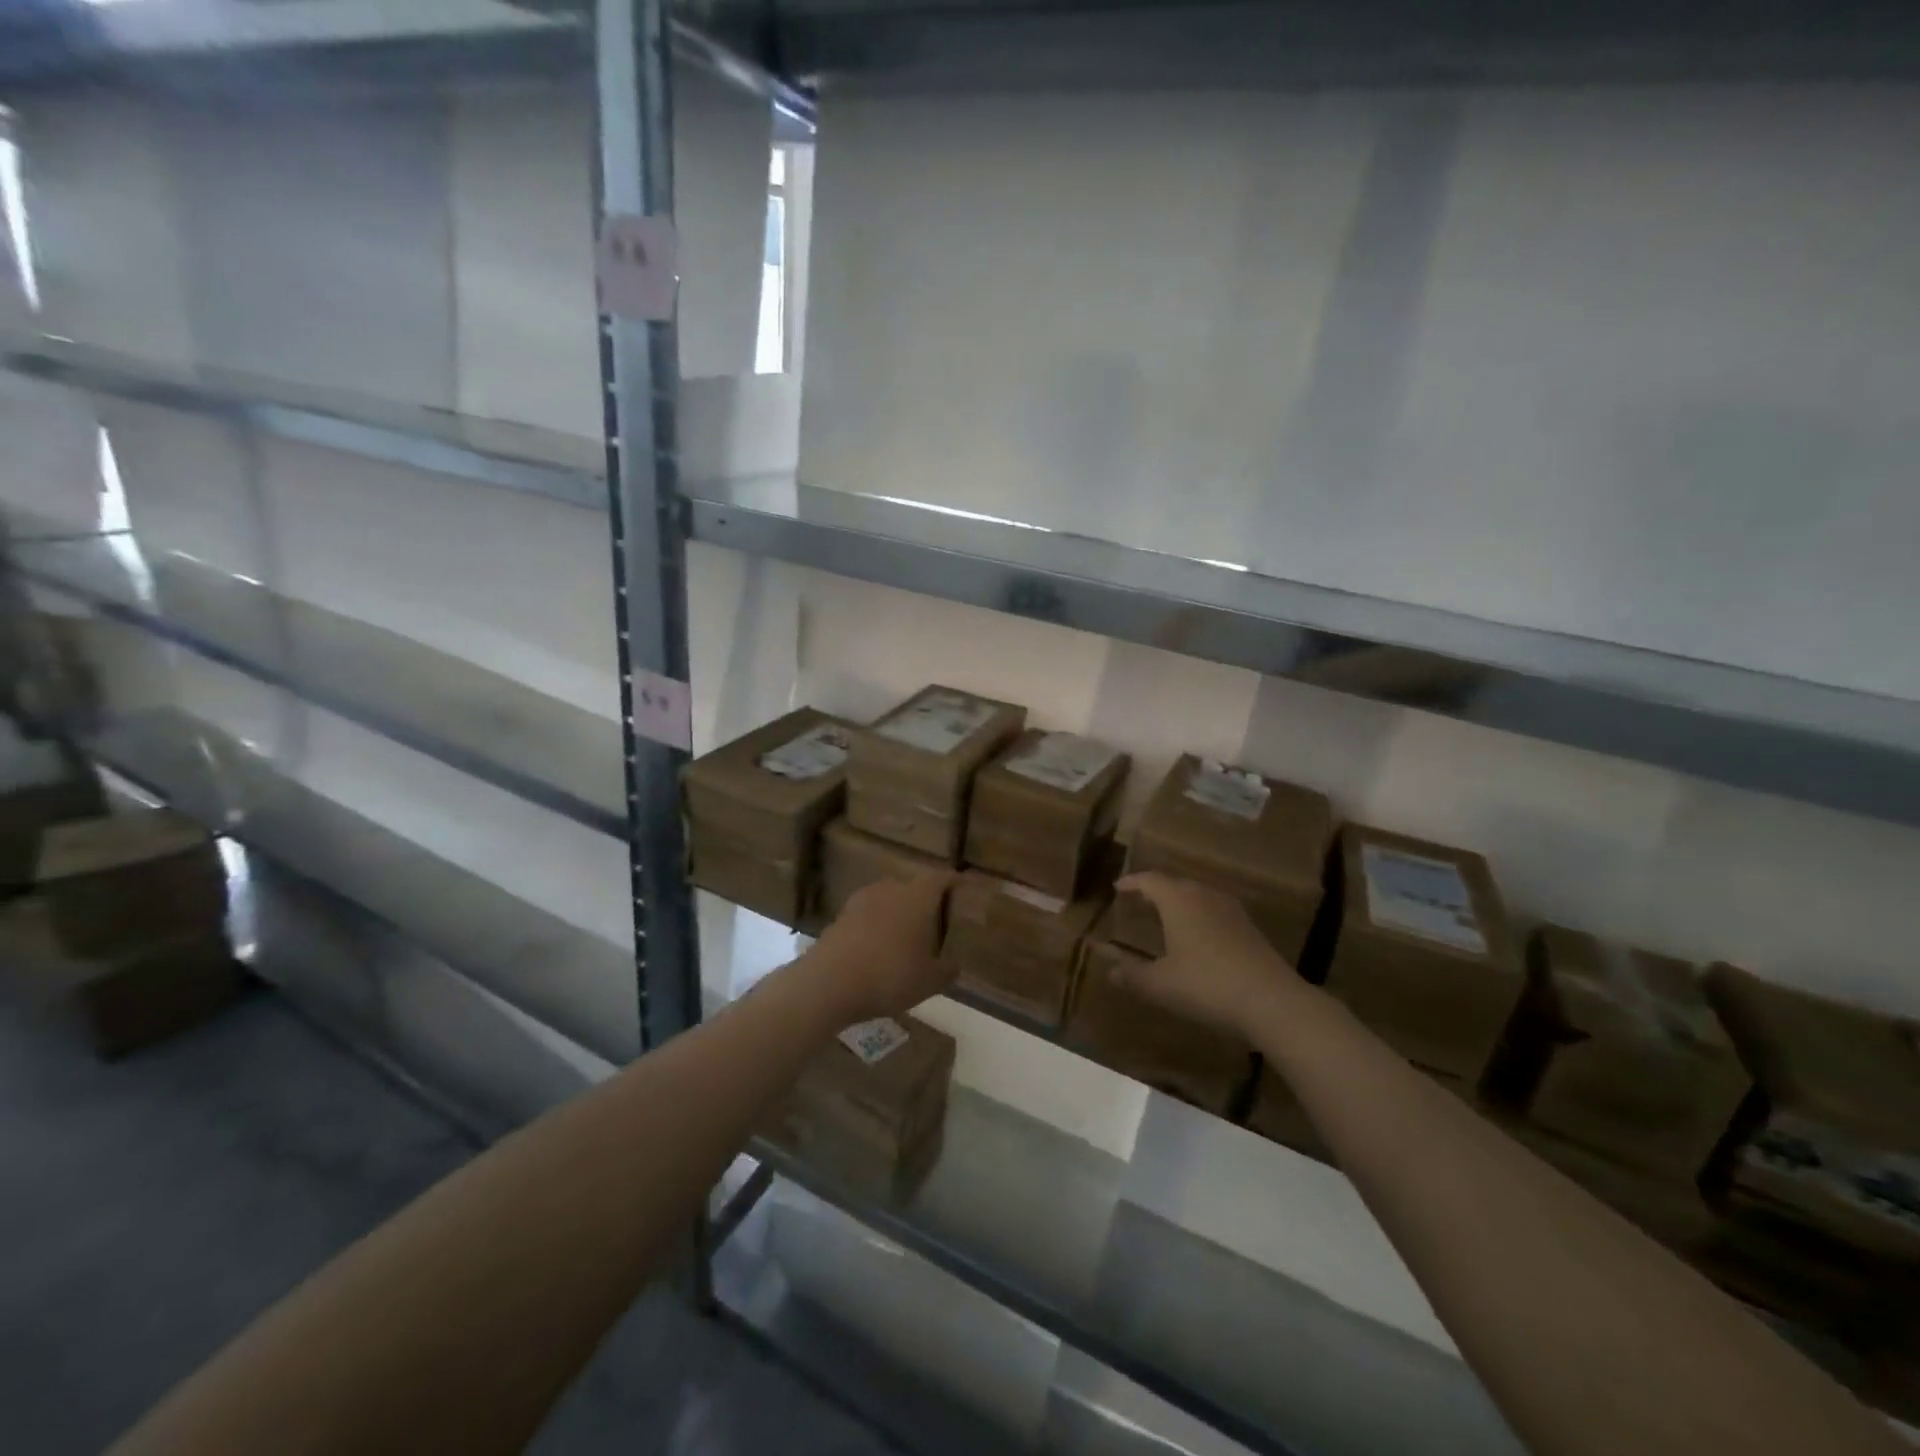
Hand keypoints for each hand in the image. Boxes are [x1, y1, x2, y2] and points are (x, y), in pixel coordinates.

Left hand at [805, 871, 958, 1024]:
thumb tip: (954, 965)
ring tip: (906, 938)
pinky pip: (867, 917)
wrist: (829, 983)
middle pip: (913, 888)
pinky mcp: (839, 917)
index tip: (964, 887)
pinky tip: (878, 951)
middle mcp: (890, 889)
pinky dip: (876, 928)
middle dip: (925, 902)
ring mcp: (860, 901)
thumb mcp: (930, 981)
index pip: (941, 878)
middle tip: (936, 922)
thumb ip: (947, 970)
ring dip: (897, 915)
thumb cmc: (890, 975)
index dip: (954, 882)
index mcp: (917, 897)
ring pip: (888, 901)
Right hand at [1115, 873, 1304, 1036]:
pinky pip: (1216, 911)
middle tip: (1140, 900)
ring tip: (1167, 916)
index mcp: (1178, 900)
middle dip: (1156, 890)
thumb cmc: (1206, 984)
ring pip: (1199, 896)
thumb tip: (1110, 971)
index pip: (1150, 880)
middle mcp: (1204, 895)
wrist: (1271, 1000)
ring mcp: (1231, 910)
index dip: (1132, 882)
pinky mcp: (1250, 928)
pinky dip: (1200, 917)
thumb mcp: (1161, 984)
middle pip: (1176, 884)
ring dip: (1180, 902)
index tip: (1118, 886)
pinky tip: (1199, 937)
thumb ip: (1133, 976)